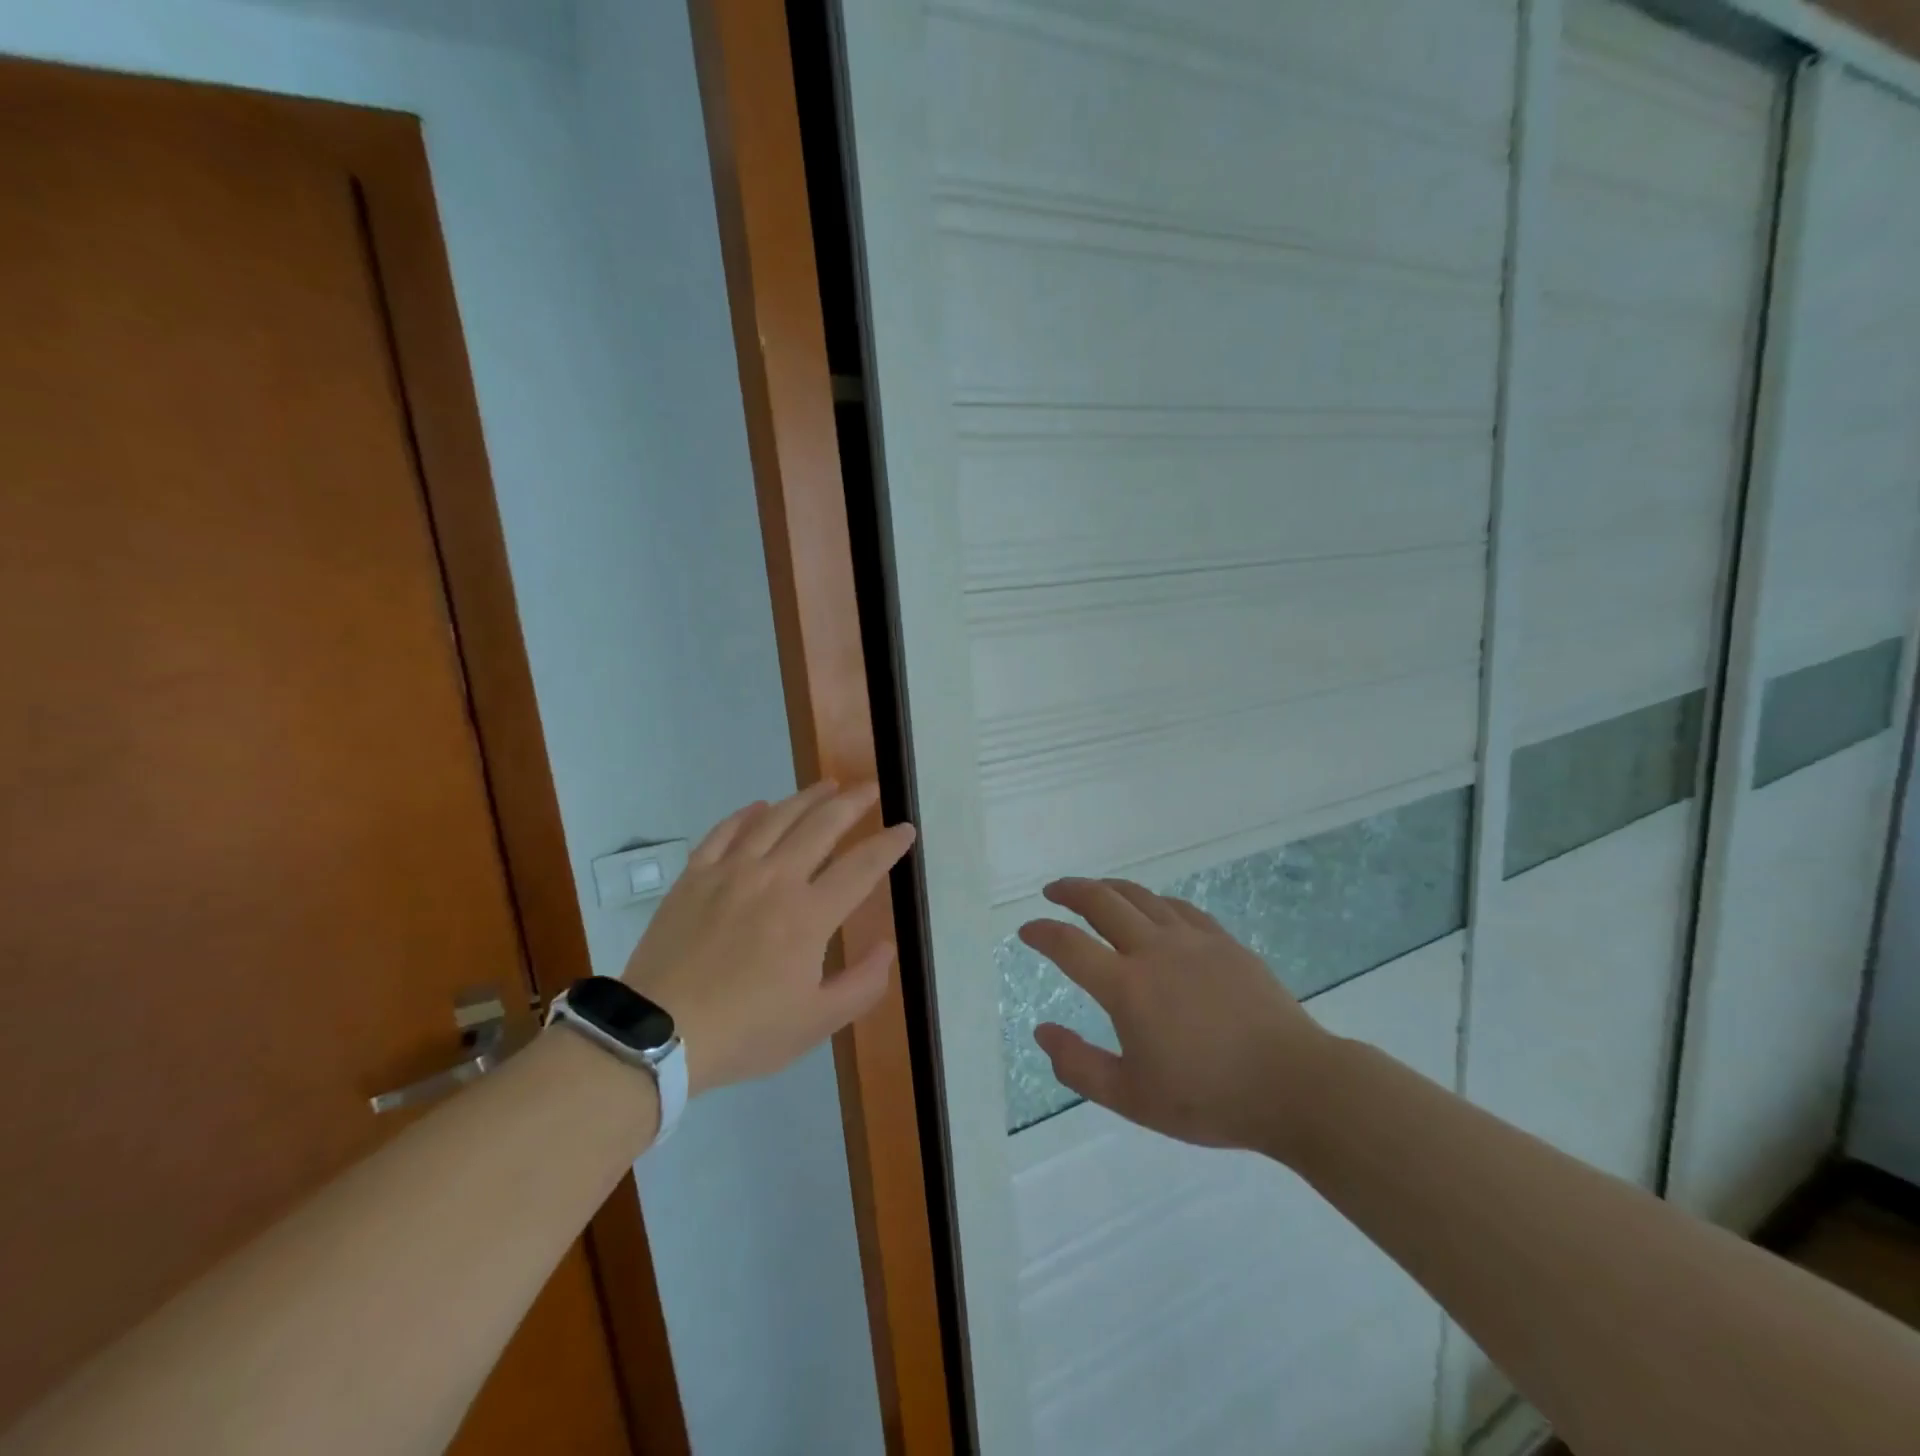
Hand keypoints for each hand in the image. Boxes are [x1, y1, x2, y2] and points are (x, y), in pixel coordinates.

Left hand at [620, 782, 915, 1094]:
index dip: (888, 845)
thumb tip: (888, 946)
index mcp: (809, 915)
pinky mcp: (695, 876)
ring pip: (776, 819)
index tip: (905, 829)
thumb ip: (862, 985)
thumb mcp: (817, 1023)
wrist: (658, 1033)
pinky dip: (747, 814)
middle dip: (853, 803)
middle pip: (821, 826)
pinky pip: (725, 831)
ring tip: (828, 785)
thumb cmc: (745, 1031)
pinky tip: (760, 806)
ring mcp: (731, 872)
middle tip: (871, 789)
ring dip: (807, 798)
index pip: (861, 867)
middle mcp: (775, 880)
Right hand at [1022, 879, 1331, 1153]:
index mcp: (1126, 987)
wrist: (1294, 1085)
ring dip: (1109, 888)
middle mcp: (1154, 950)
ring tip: (1094, 890)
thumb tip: (1042, 1032)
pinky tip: (1152, 909)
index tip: (1026, 930)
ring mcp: (1192, 940)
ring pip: (1140, 896)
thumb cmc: (1209, 1098)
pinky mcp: (1223, 942)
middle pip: (1102, 901)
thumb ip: (1079, 1066)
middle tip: (1053, 891)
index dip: (1041, 933)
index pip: (1069, 946)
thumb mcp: (1132, 1098)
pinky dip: (1153, 901)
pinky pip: (1178, 907)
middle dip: (1070, 891)